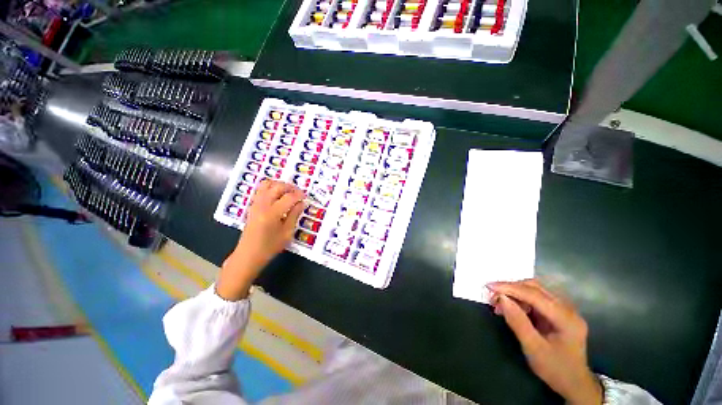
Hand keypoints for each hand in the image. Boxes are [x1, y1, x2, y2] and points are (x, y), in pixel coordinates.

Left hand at [216, 180, 305, 300]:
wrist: (248, 255)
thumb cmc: (270, 247)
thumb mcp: (287, 233)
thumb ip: (294, 215)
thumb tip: (302, 203)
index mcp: (272, 213)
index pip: (289, 197)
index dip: (299, 195)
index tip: (305, 198)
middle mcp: (262, 205)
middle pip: (277, 187)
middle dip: (290, 187)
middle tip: (299, 193)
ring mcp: (255, 204)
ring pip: (267, 184)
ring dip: (279, 185)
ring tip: (289, 192)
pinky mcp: (252, 205)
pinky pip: (261, 189)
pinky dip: (271, 187)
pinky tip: (278, 195)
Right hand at [488, 280, 602, 404]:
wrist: (574, 383)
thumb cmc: (555, 369)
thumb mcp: (533, 349)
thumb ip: (517, 322)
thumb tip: (501, 298)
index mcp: (566, 319)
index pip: (535, 295)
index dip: (510, 288)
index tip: (489, 286)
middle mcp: (568, 309)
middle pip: (536, 288)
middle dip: (511, 288)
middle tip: (493, 295)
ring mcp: (564, 309)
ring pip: (535, 290)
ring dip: (515, 292)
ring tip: (499, 302)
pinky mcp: (558, 312)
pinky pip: (536, 297)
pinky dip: (520, 299)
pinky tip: (511, 307)